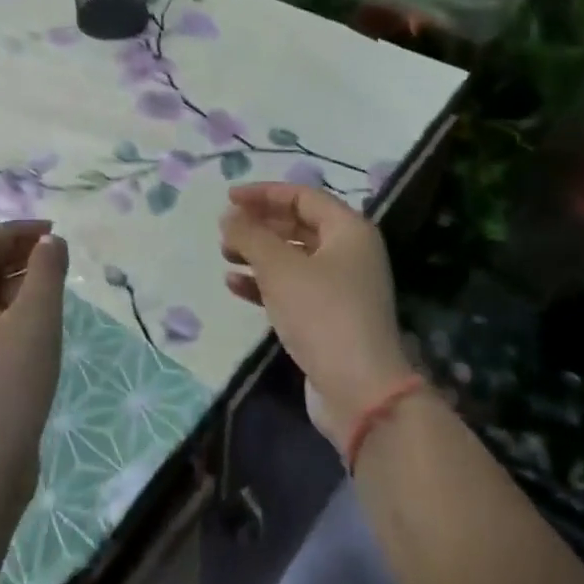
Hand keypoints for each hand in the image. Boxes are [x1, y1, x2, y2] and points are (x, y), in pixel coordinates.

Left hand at [0, 220, 67, 512]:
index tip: (54, 234)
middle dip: (16, 255)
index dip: (16, 232)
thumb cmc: (9, 384)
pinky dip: (8, 312)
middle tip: (56, 258)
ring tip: (52, 287)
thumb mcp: (36, 319)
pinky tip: (37, 324)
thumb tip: (51, 241)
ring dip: (14, 283)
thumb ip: (46, 271)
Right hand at [220, 183, 413, 446]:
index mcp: (349, 230)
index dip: (264, 193)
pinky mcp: (329, 317)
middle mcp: (350, 253)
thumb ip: (250, 236)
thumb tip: (229, 216)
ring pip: (293, 258)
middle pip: (298, 226)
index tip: (228, 198)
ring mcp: (341, 287)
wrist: (358, 389)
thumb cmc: (321, 313)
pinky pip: (292, 288)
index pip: (302, 196)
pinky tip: (235, 285)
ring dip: (258, 254)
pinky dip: (264, 283)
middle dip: (259, 225)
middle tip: (224, 230)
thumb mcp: (279, 268)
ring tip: (225, 256)